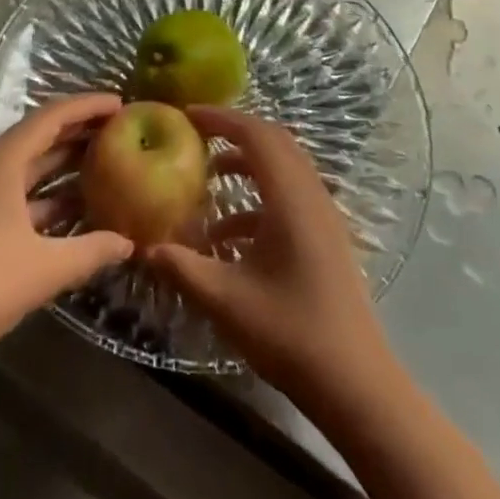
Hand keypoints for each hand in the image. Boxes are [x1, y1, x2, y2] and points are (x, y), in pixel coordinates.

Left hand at [0, 93, 132, 386]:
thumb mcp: (45, 269)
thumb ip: (92, 250)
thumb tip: (129, 243)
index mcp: (1, 161)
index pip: (52, 117)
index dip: (88, 107)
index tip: (122, 103)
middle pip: (39, 137)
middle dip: (79, 132)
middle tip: (121, 130)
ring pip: (28, 167)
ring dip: (64, 165)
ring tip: (106, 163)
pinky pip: (17, 193)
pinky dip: (46, 196)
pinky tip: (74, 209)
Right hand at [148, 107, 390, 400]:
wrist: (355, 383)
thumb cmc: (290, 333)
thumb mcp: (225, 300)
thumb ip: (182, 267)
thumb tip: (144, 246)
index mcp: (290, 197)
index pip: (256, 134)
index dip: (220, 118)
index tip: (186, 115)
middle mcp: (311, 195)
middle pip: (273, 141)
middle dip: (233, 132)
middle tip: (195, 136)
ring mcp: (322, 216)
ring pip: (283, 167)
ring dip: (246, 163)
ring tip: (208, 177)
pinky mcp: (325, 237)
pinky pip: (289, 196)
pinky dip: (257, 198)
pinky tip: (227, 235)